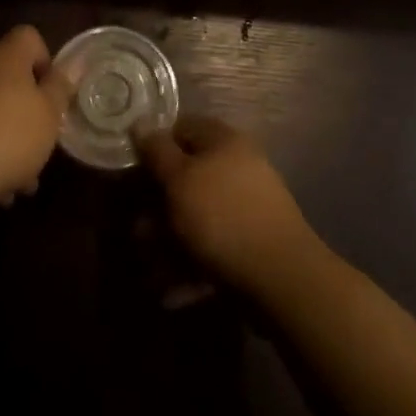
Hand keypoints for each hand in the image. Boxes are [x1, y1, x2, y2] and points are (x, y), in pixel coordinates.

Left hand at [0, 26, 71, 212]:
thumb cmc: (6, 137)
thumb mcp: (48, 116)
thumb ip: (59, 89)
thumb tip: (67, 67)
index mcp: (5, 57)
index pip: (28, 37)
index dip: (44, 61)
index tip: (51, 96)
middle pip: (7, 79)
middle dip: (25, 113)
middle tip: (38, 148)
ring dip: (3, 140)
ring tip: (18, 185)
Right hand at [136, 115, 319, 297]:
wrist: (281, 279)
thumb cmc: (222, 216)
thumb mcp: (179, 179)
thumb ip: (157, 151)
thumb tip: (140, 122)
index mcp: (223, 140)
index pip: (182, 128)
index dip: (155, 145)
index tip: (134, 170)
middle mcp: (237, 167)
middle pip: (188, 176)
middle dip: (158, 205)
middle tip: (137, 232)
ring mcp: (247, 207)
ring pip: (198, 217)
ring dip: (169, 241)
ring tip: (148, 270)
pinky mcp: (251, 246)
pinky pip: (212, 248)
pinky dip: (190, 266)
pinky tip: (169, 292)